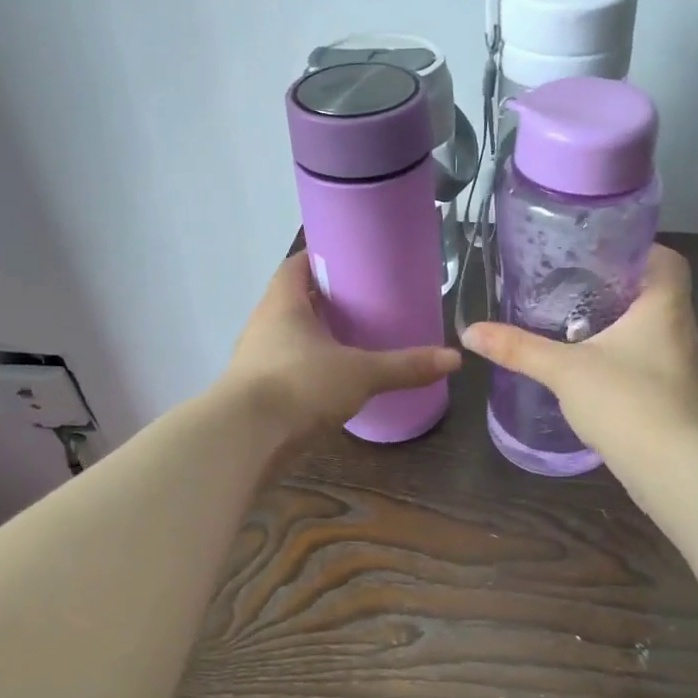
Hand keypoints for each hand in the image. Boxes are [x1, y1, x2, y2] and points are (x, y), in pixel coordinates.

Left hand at [223, 252, 461, 436]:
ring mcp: (255, 359)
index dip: (321, 258)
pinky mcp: (256, 392)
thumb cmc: (299, 385)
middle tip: (364, 302)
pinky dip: (308, 368)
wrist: (244, 439)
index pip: (297, 265)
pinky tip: (333, 380)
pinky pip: (286, 368)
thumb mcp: (360, 373)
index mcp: (283, 303)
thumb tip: (453, 359)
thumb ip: (405, 366)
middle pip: (293, 300)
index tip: (351, 261)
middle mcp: (264, 324)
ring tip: (353, 340)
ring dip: (315, 336)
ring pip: (289, 336)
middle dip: (325, 300)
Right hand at [461, 245, 697, 473]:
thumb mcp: (563, 370)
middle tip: (581, 290)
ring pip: (660, 331)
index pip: (668, 261)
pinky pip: (659, 363)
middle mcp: (685, 330)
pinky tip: (603, 373)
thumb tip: (471, 332)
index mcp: (665, 307)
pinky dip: (635, 359)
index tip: (603, 257)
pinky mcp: (683, 397)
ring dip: (629, 327)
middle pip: (661, 294)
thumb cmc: (624, 401)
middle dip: (624, 290)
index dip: (639, 252)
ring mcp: (689, 367)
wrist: (670, 467)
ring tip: (587, 328)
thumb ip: (519, 349)